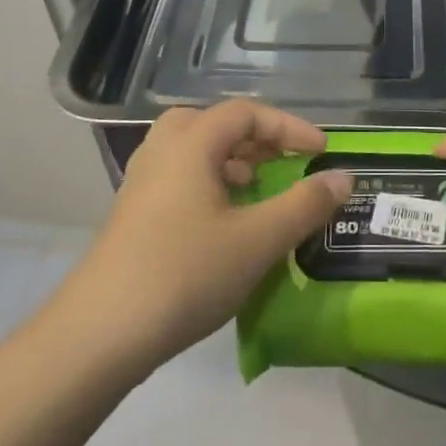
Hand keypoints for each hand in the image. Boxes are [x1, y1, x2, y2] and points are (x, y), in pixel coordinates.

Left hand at [61, 101, 350, 368]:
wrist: (102, 332)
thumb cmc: (186, 273)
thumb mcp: (258, 240)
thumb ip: (305, 205)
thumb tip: (343, 177)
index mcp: (190, 143)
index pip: (246, 113)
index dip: (289, 127)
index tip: (321, 152)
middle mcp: (161, 151)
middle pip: (213, 123)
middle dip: (255, 138)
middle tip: (283, 162)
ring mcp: (141, 183)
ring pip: (192, 151)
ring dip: (231, 161)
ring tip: (258, 189)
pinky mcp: (133, 214)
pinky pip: (179, 178)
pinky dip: (209, 184)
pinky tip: (225, 222)